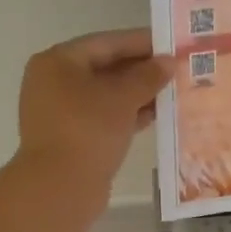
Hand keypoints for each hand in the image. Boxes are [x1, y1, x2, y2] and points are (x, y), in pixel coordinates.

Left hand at [16, 28, 172, 187]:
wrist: (59, 188)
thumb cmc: (88, 130)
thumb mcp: (122, 98)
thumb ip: (147, 76)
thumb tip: (168, 62)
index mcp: (58, 62)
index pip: (106, 42)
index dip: (141, 42)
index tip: (172, 44)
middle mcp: (53, 82)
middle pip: (105, 67)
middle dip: (141, 70)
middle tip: (177, 69)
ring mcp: (59, 111)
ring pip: (105, 94)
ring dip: (137, 93)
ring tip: (173, 92)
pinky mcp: (70, 136)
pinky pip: (102, 116)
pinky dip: (126, 114)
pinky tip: (156, 115)